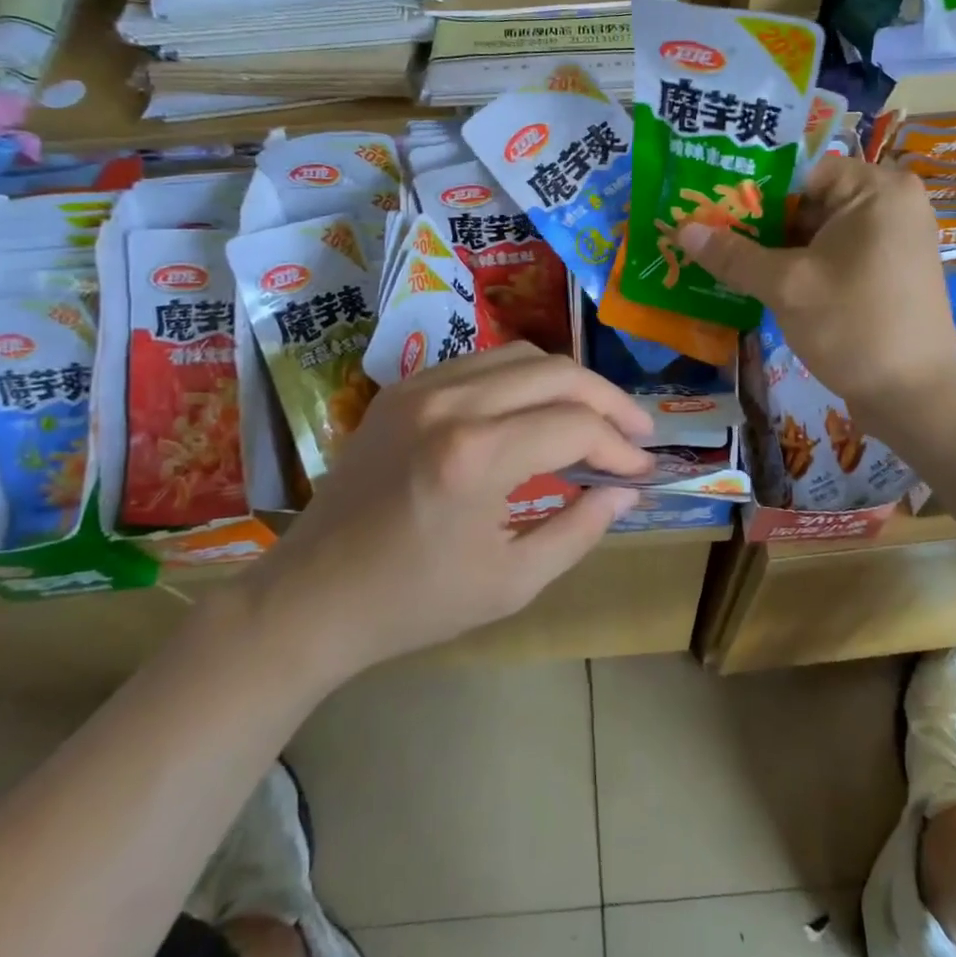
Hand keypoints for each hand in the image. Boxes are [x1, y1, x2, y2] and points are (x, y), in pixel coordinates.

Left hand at [247, 344, 655, 679]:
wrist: (313, 595)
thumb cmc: (415, 602)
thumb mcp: (512, 582)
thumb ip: (579, 529)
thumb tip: (625, 490)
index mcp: (476, 456)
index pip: (576, 426)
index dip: (620, 447)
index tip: (642, 471)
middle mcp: (451, 402)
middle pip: (557, 372)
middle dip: (609, 400)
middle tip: (636, 433)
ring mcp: (421, 387)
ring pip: (522, 355)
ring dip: (568, 382)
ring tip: (594, 417)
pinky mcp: (402, 388)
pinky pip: (482, 363)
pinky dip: (523, 379)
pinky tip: (535, 410)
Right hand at [675, 156, 955, 415]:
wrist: (915, 396)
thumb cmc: (854, 326)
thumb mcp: (787, 286)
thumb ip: (734, 255)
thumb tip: (682, 228)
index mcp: (876, 188)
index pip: (799, 170)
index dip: (750, 189)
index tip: (707, 207)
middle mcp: (891, 202)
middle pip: (808, 199)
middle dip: (758, 221)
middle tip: (706, 234)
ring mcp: (892, 238)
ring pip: (818, 230)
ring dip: (774, 247)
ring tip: (722, 258)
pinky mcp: (887, 270)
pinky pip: (833, 253)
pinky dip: (799, 265)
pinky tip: (757, 280)